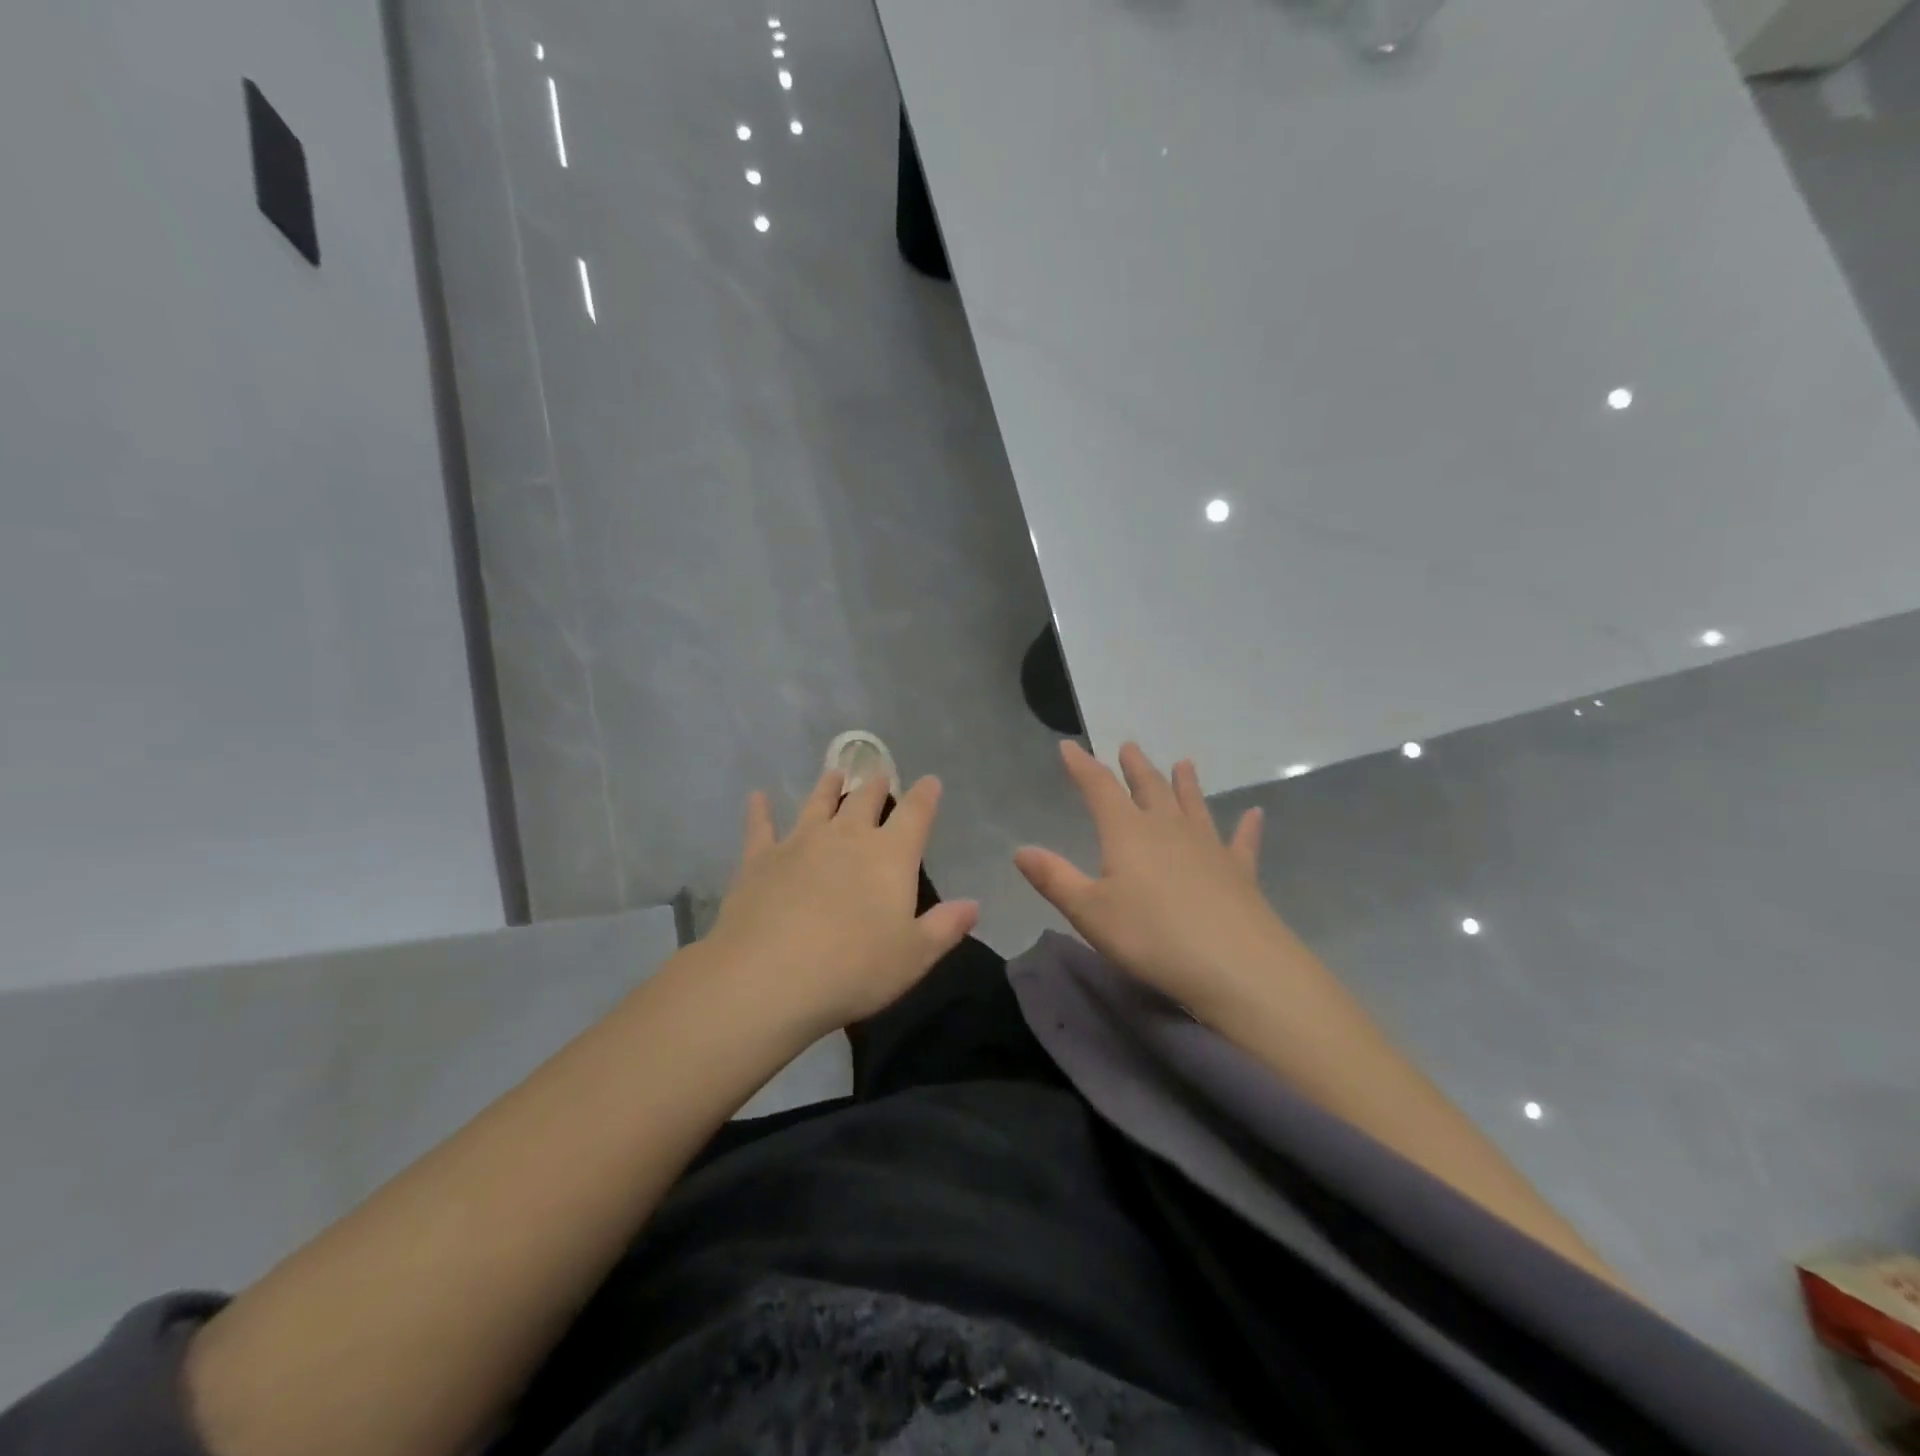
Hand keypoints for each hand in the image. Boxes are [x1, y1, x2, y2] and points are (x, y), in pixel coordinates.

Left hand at [706, 769, 979, 1035]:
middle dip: (876, 786)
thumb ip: (945, 927)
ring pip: (818, 804)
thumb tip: (973, 905)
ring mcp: (800, 842)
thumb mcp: (914, 956)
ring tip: (835, 773)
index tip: (930, 781)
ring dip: (828, 787)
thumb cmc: (855, 968)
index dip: (925, 796)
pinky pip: (761, 826)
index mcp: (890, 855)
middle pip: (865, 801)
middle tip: (879, 774)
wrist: (769, 976)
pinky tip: (757, 797)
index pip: (915, 814)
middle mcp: (847, 837)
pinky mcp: (760, 859)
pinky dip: (760, 811)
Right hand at [1014, 741, 1292, 1019]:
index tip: (1070, 746)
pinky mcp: (1239, 871)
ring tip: (1183, 763)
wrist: (1234, 965)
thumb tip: (1021, 850)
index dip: (1082, 766)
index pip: (1099, 788)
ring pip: (1193, 805)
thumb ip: (1055, 878)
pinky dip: (1247, 827)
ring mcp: (1208, 846)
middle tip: (1130, 746)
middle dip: (1135, 767)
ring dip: (1185, 784)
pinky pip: (1241, 841)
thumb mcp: (1089, 912)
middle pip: (1149, 788)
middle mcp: (1168, 828)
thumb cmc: (1150, 936)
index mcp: (1127, 832)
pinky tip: (1255, 814)